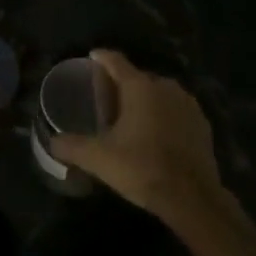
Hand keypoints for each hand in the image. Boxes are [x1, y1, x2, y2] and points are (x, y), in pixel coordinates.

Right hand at [50, 49, 225, 223]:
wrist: (193, 198)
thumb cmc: (142, 168)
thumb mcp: (99, 159)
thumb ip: (72, 147)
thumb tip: (52, 143)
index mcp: (139, 87)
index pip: (115, 61)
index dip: (101, 58)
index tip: (92, 57)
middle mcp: (165, 86)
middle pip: (138, 77)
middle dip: (122, 84)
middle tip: (107, 99)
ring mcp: (188, 104)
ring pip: (159, 93)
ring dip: (146, 100)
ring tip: (131, 116)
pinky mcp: (202, 123)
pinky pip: (176, 110)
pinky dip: (165, 115)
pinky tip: (157, 133)